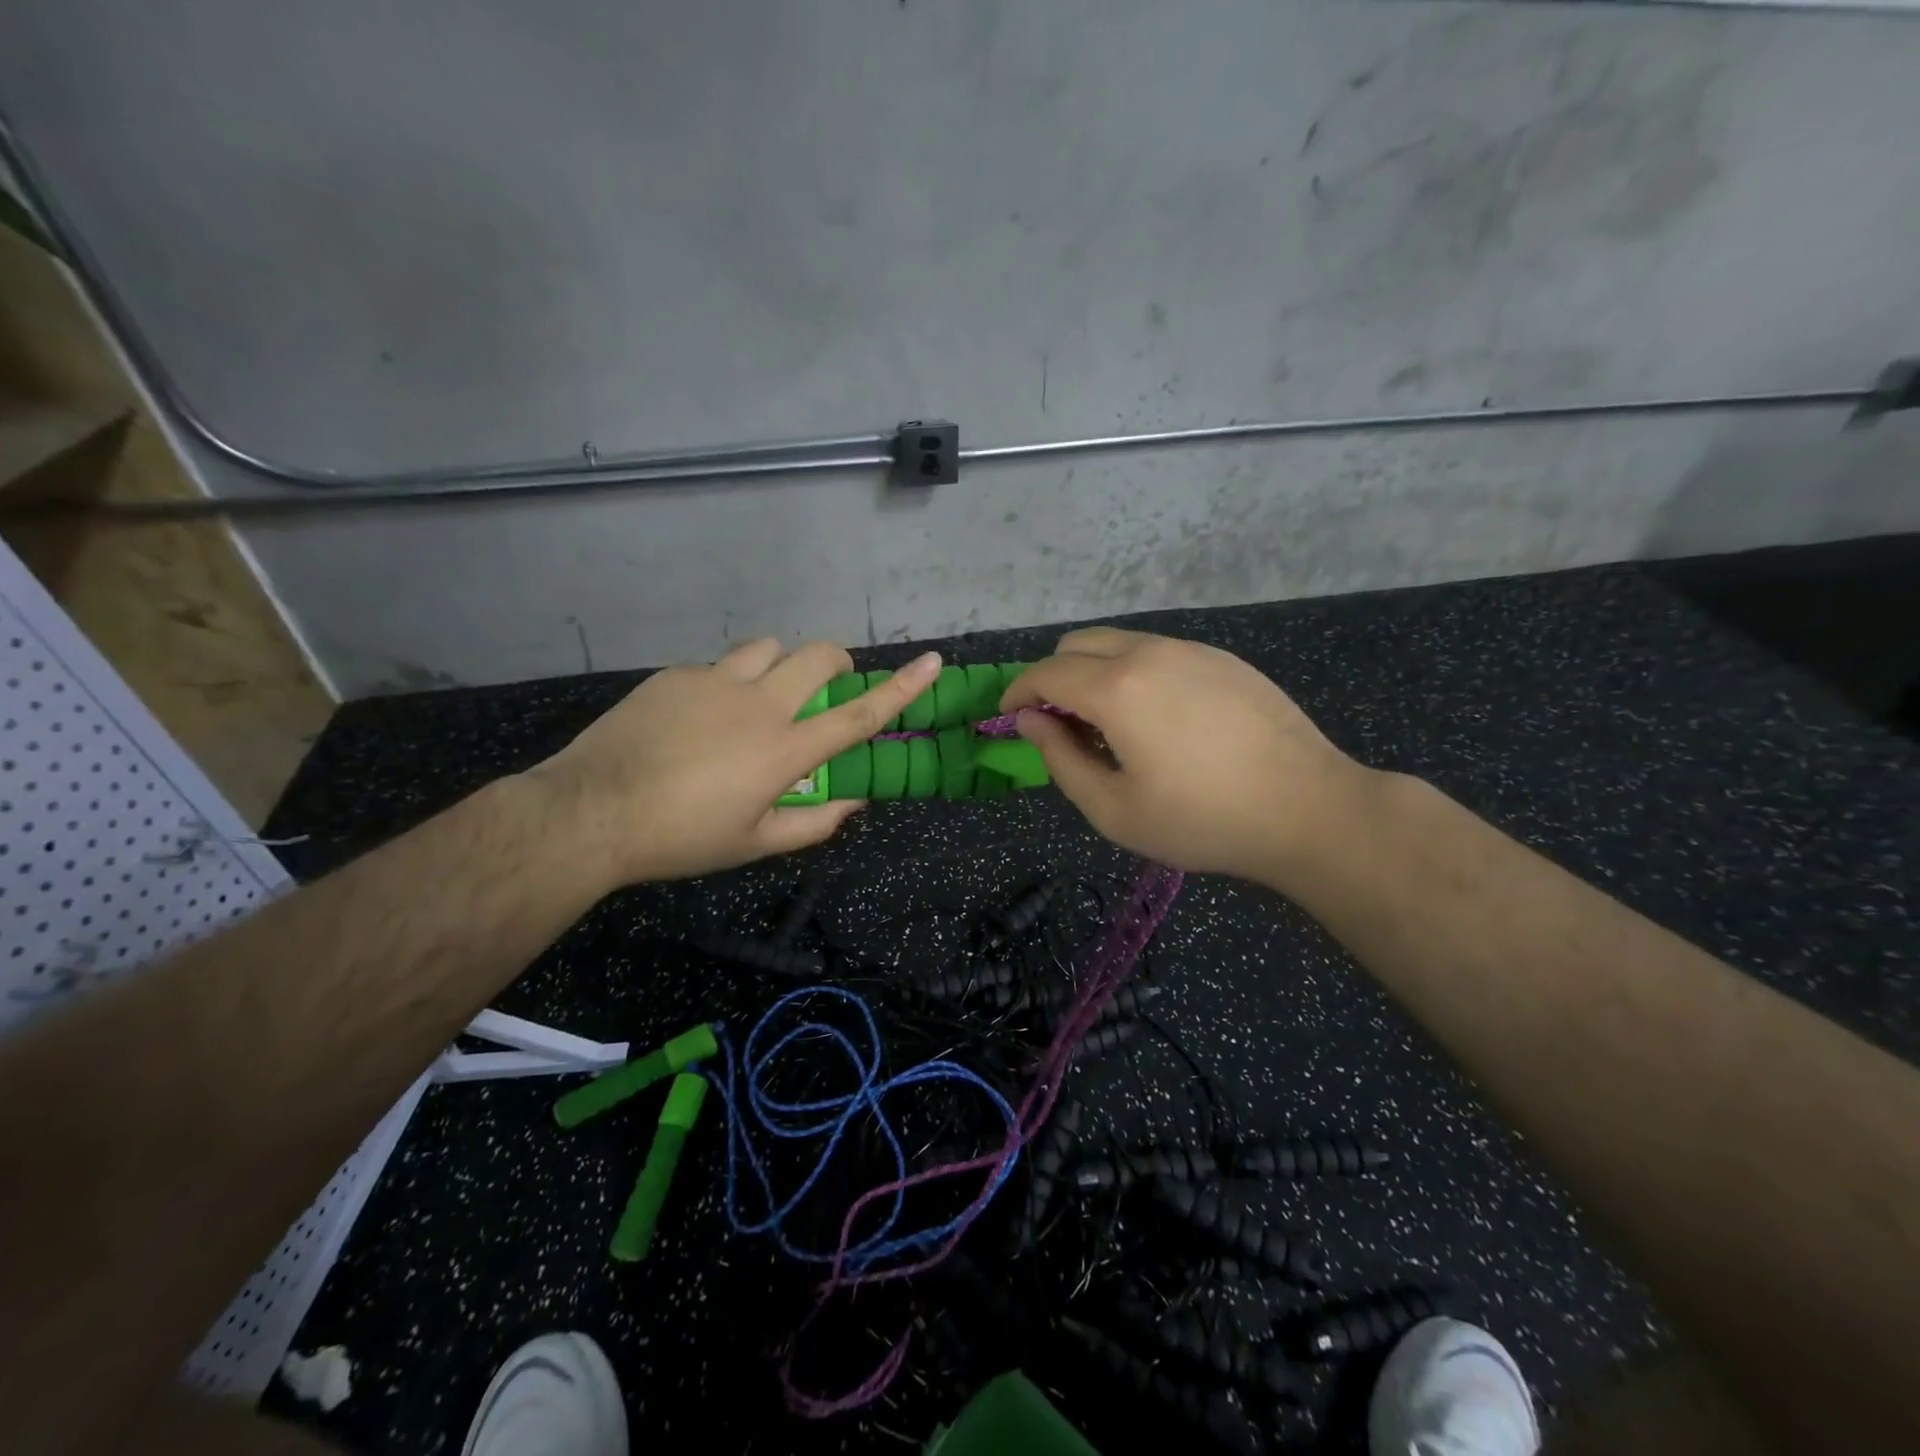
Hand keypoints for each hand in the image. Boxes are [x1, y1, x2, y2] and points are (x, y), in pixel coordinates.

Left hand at [525, 640, 941, 885]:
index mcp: (784, 750)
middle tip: (826, 684)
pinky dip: (726, 684)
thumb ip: (813, 822)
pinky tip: (696, 718)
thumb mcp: (754, 843)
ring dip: (778, 665)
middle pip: (817, 657)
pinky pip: (717, 666)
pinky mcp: (675, 676)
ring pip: (768, 648)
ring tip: (757, 698)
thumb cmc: (682, 838)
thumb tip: (854, 802)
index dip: (901, 688)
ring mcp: (714, 682)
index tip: (931, 661)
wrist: (591, 812)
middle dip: (835, 662)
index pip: (857, 716)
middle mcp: (758, 705)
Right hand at [1001, 628, 1369, 883]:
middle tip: (1056, 722)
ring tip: (1106, 724)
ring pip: (1119, 642)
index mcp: (1116, 689)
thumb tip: (1030, 722)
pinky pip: (1157, 651)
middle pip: (1077, 643)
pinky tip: (1156, 718)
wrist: (1308, 808)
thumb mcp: (1114, 810)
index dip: (1018, 692)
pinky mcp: (1222, 659)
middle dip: (1052, 676)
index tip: (1008, 715)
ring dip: (1093, 671)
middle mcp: (1149, 653)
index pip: (1046, 674)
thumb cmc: (1202, 821)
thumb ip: (1060, 760)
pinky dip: (1133, 672)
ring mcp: (1191, 649)